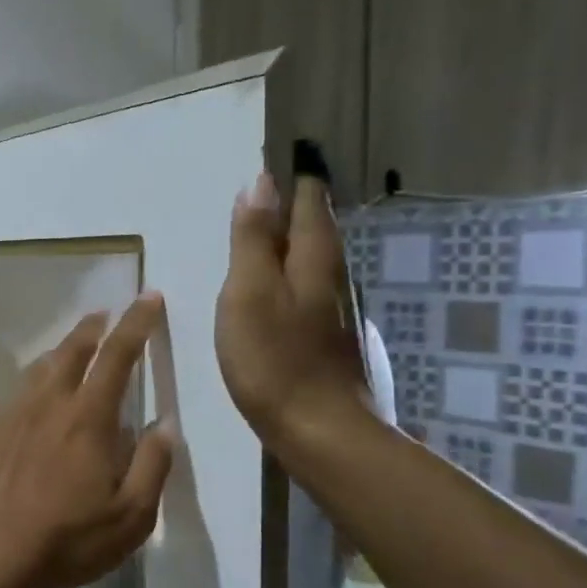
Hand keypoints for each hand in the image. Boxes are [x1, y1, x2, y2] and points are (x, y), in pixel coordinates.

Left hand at [0, 293, 175, 587]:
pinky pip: (17, 394)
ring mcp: (13, 416)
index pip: (117, 356)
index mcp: (88, 418)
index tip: (148, 297)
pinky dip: (34, 383)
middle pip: (72, 350)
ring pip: (39, 369)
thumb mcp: (132, 516)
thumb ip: (153, 466)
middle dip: (93, 327)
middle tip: (105, 315)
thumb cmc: (69, 537)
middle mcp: (49, 404)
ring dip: (61, 351)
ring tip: (72, 348)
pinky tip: (35, 400)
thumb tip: (165, 426)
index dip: (137, 323)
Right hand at [214, 172, 370, 453]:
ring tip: (272, 232)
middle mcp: (334, 278)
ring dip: (297, 241)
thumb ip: (252, 240)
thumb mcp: (249, 292)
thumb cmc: (275, 359)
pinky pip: (312, 291)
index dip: (297, 179)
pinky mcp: (331, 341)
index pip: (309, 203)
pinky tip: (282, 290)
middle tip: (276, 187)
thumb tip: (259, 185)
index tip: (286, 155)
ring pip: (317, 262)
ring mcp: (337, 313)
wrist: (321, 432)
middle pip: (318, 230)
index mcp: (313, 260)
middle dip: (300, 206)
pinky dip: (295, 277)